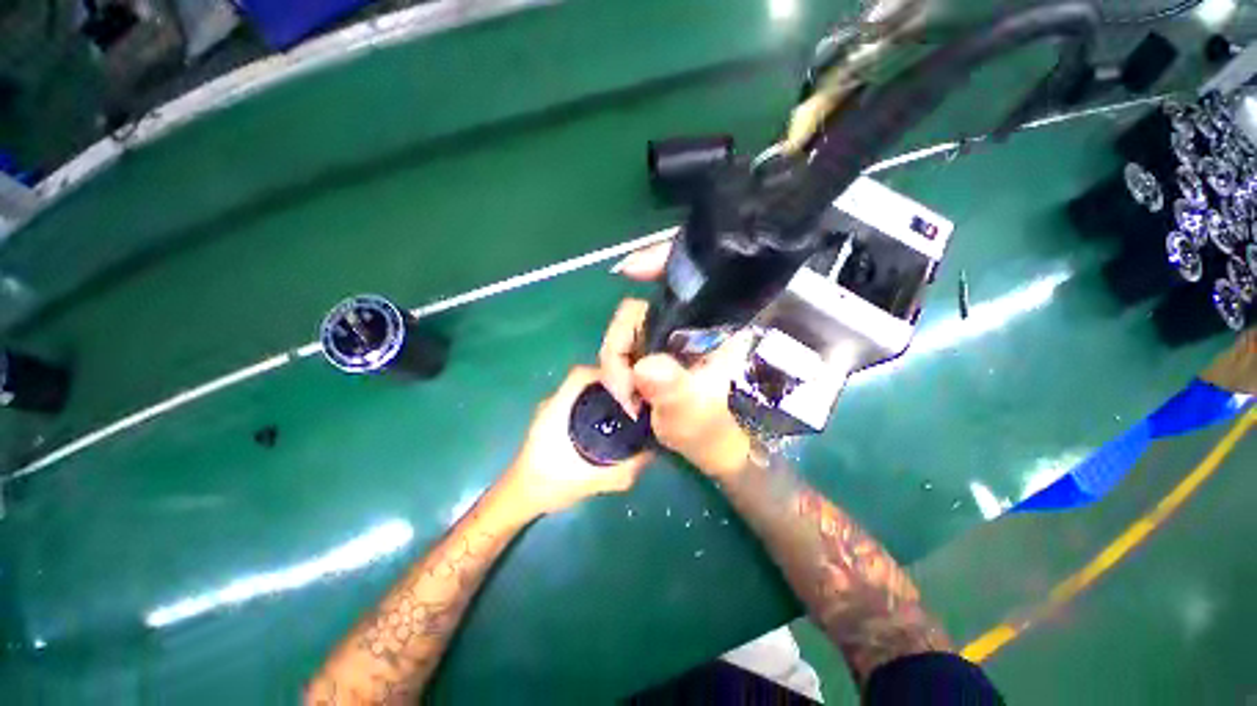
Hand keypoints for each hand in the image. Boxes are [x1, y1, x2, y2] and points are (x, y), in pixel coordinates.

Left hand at [502, 366, 651, 516]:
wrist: (520, 498)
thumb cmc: (550, 484)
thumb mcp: (593, 479)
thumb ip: (624, 468)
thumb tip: (653, 450)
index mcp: (558, 406)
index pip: (583, 373)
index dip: (608, 372)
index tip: (631, 383)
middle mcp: (554, 401)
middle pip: (587, 380)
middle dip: (612, 384)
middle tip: (635, 397)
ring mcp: (552, 409)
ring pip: (583, 391)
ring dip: (604, 395)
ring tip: (627, 407)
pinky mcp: (554, 419)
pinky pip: (580, 402)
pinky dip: (596, 405)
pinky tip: (610, 422)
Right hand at [602, 242, 752, 478]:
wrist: (708, 446)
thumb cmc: (713, 431)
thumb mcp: (694, 415)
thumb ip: (673, 391)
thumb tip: (644, 365)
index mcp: (715, 328)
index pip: (692, 279)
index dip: (660, 262)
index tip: (628, 270)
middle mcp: (690, 324)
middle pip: (641, 309)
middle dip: (619, 346)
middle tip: (621, 389)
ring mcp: (669, 336)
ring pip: (627, 328)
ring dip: (614, 361)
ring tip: (625, 398)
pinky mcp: (655, 349)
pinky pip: (626, 344)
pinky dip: (617, 363)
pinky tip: (623, 389)